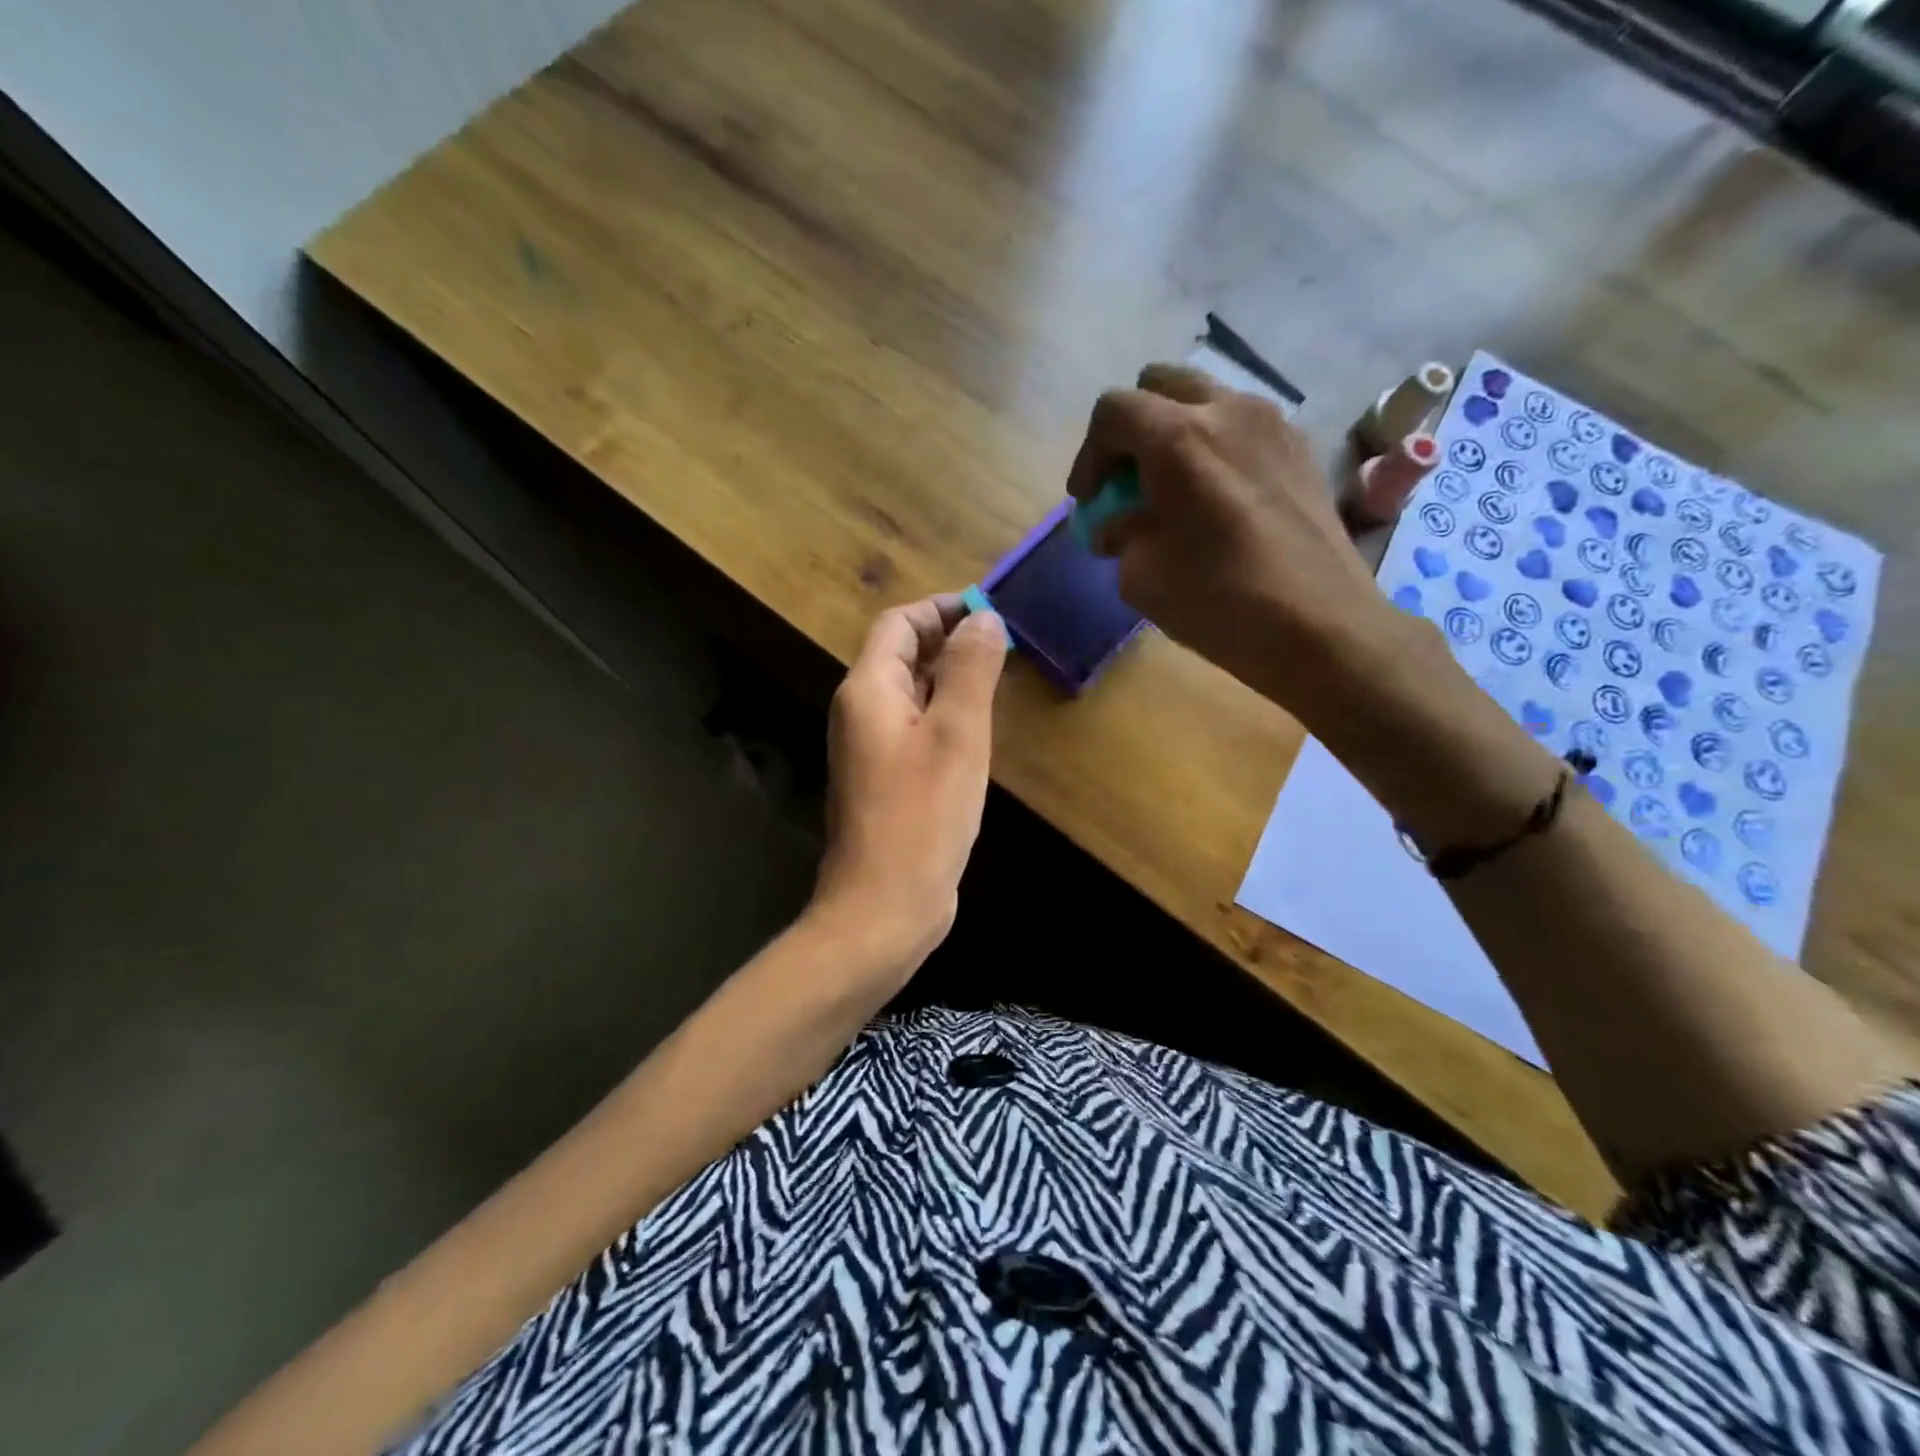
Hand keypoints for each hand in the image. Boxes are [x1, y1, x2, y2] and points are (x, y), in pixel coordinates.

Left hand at [811, 595, 1007, 970]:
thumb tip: (983, 617)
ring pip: (912, 694)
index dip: (941, 609)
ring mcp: (872, 750)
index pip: (898, 624)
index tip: (990, 611)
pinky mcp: (888, 781)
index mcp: (867, 690)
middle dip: (950, 642)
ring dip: (951, 678)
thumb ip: (970, 669)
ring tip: (999, 678)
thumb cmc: (922, 815)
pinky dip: (946, 715)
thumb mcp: (957, 733)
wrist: (884, 905)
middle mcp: (861, 713)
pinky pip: (916, 729)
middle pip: (902, 655)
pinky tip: (979, 730)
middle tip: (1005, 644)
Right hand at [1065, 364, 1398, 720]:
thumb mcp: (1142, 577)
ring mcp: (1274, 425)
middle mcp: (1228, 411)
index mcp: (1179, 438)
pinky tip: (1217, 500)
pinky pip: (1244, 427)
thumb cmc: (1220, 602)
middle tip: (1127, 481)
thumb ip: (1121, 535)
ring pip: (1207, 400)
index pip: (1114, 411)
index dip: (1088, 454)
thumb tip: (1120, 524)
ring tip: (1173, 489)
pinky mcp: (1302, 450)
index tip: (1089, 500)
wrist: (1321, 627)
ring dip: (1177, 433)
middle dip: (1132, 428)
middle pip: (1161, 384)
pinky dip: (1217, 448)